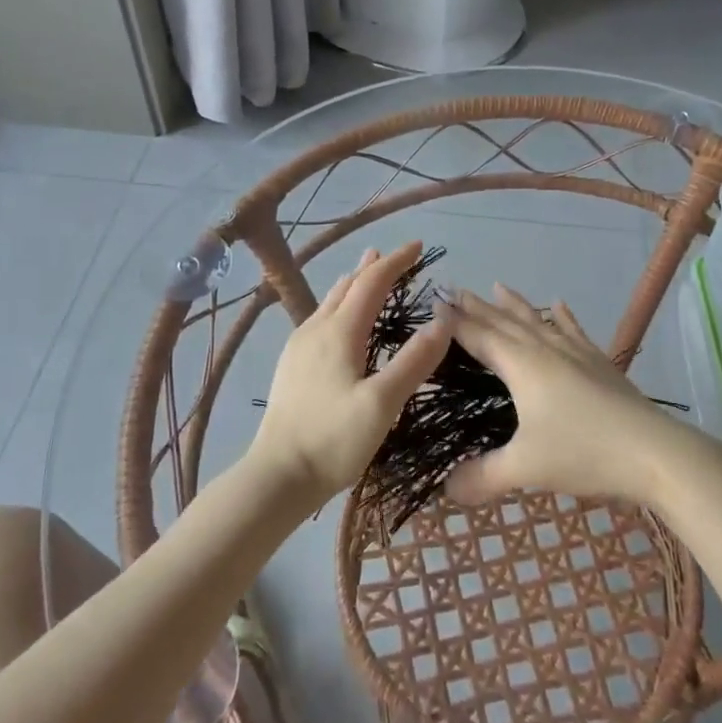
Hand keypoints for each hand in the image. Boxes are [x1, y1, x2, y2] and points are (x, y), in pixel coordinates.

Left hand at [246, 242, 452, 508]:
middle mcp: (316, 329)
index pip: (372, 282)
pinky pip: (320, 318)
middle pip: (348, 285)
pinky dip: (340, 304)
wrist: (277, 475)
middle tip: (396, 256)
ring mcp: (299, 346)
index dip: (397, 261)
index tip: (419, 247)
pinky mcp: (292, 365)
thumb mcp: (383, 403)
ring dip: (354, 284)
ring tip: (366, 273)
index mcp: (340, 331)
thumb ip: (414, 361)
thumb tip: (444, 320)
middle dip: (375, 267)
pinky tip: (339, 321)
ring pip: (330, 301)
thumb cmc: (333, 440)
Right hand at [444, 286, 687, 506]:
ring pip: (537, 321)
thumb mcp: (526, 469)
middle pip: (504, 321)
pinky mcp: (599, 362)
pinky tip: (559, 304)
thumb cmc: (584, 452)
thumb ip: (483, 477)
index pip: (479, 336)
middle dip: (478, 307)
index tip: (434, 303)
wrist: (654, 452)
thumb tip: (446, 490)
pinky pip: (573, 330)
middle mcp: (545, 349)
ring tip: (498, 286)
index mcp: (521, 366)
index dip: (455, 322)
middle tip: (455, 289)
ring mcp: (575, 352)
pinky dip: (562, 317)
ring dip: (515, 305)